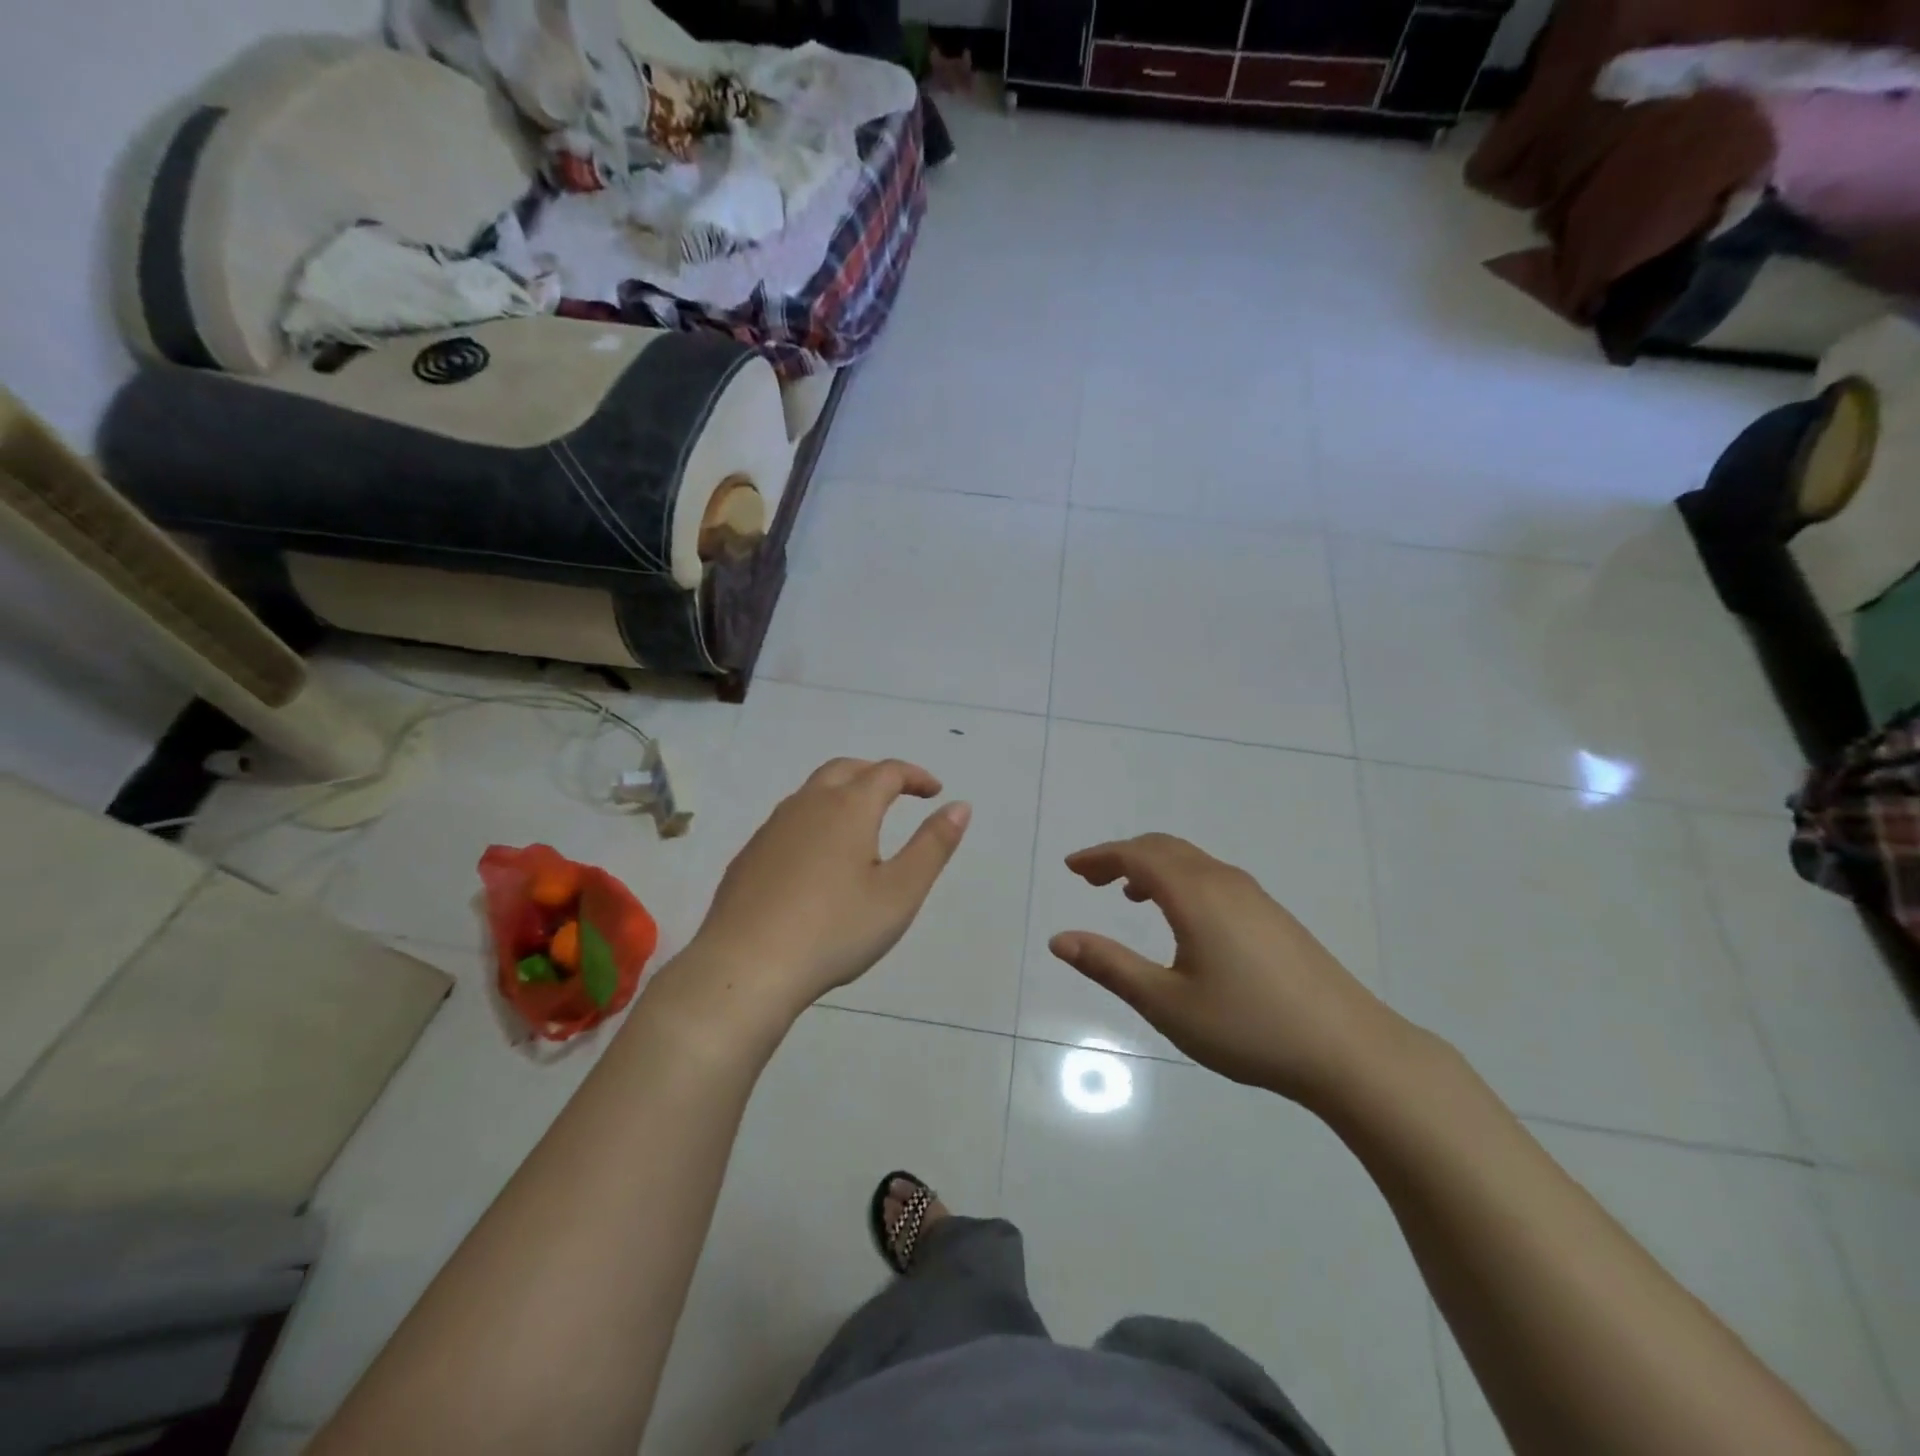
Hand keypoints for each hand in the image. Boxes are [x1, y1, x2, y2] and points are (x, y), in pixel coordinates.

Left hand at [689, 758, 970, 1015]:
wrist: (746, 967)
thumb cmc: (835, 930)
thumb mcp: (900, 893)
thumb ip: (933, 845)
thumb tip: (959, 806)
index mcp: (848, 808)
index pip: (887, 772)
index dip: (915, 776)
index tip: (934, 791)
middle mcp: (807, 805)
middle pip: (845, 769)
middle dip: (876, 774)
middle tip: (899, 793)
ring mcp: (772, 829)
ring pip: (812, 792)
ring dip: (843, 794)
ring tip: (861, 823)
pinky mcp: (749, 856)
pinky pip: (789, 821)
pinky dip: (815, 821)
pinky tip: (818, 859)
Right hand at [1049, 834, 1401, 1106]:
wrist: (1350, 1049)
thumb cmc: (1249, 1027)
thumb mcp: (1167, 1003)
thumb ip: (1110, 966)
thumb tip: (1059, 940)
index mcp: (1195, 895)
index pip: (1136, 855)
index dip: (1099, 856)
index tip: (1071, 868)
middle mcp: (1224, 882)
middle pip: (1164, 848)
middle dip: (1122, 856)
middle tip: (1091, 879)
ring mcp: (1254, 896)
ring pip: (1191, 861)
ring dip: (1153, 866)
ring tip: (1128, 894)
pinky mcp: (1273, 915)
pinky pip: (1213, 877)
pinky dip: (1181, 879)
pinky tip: (1182, 918)